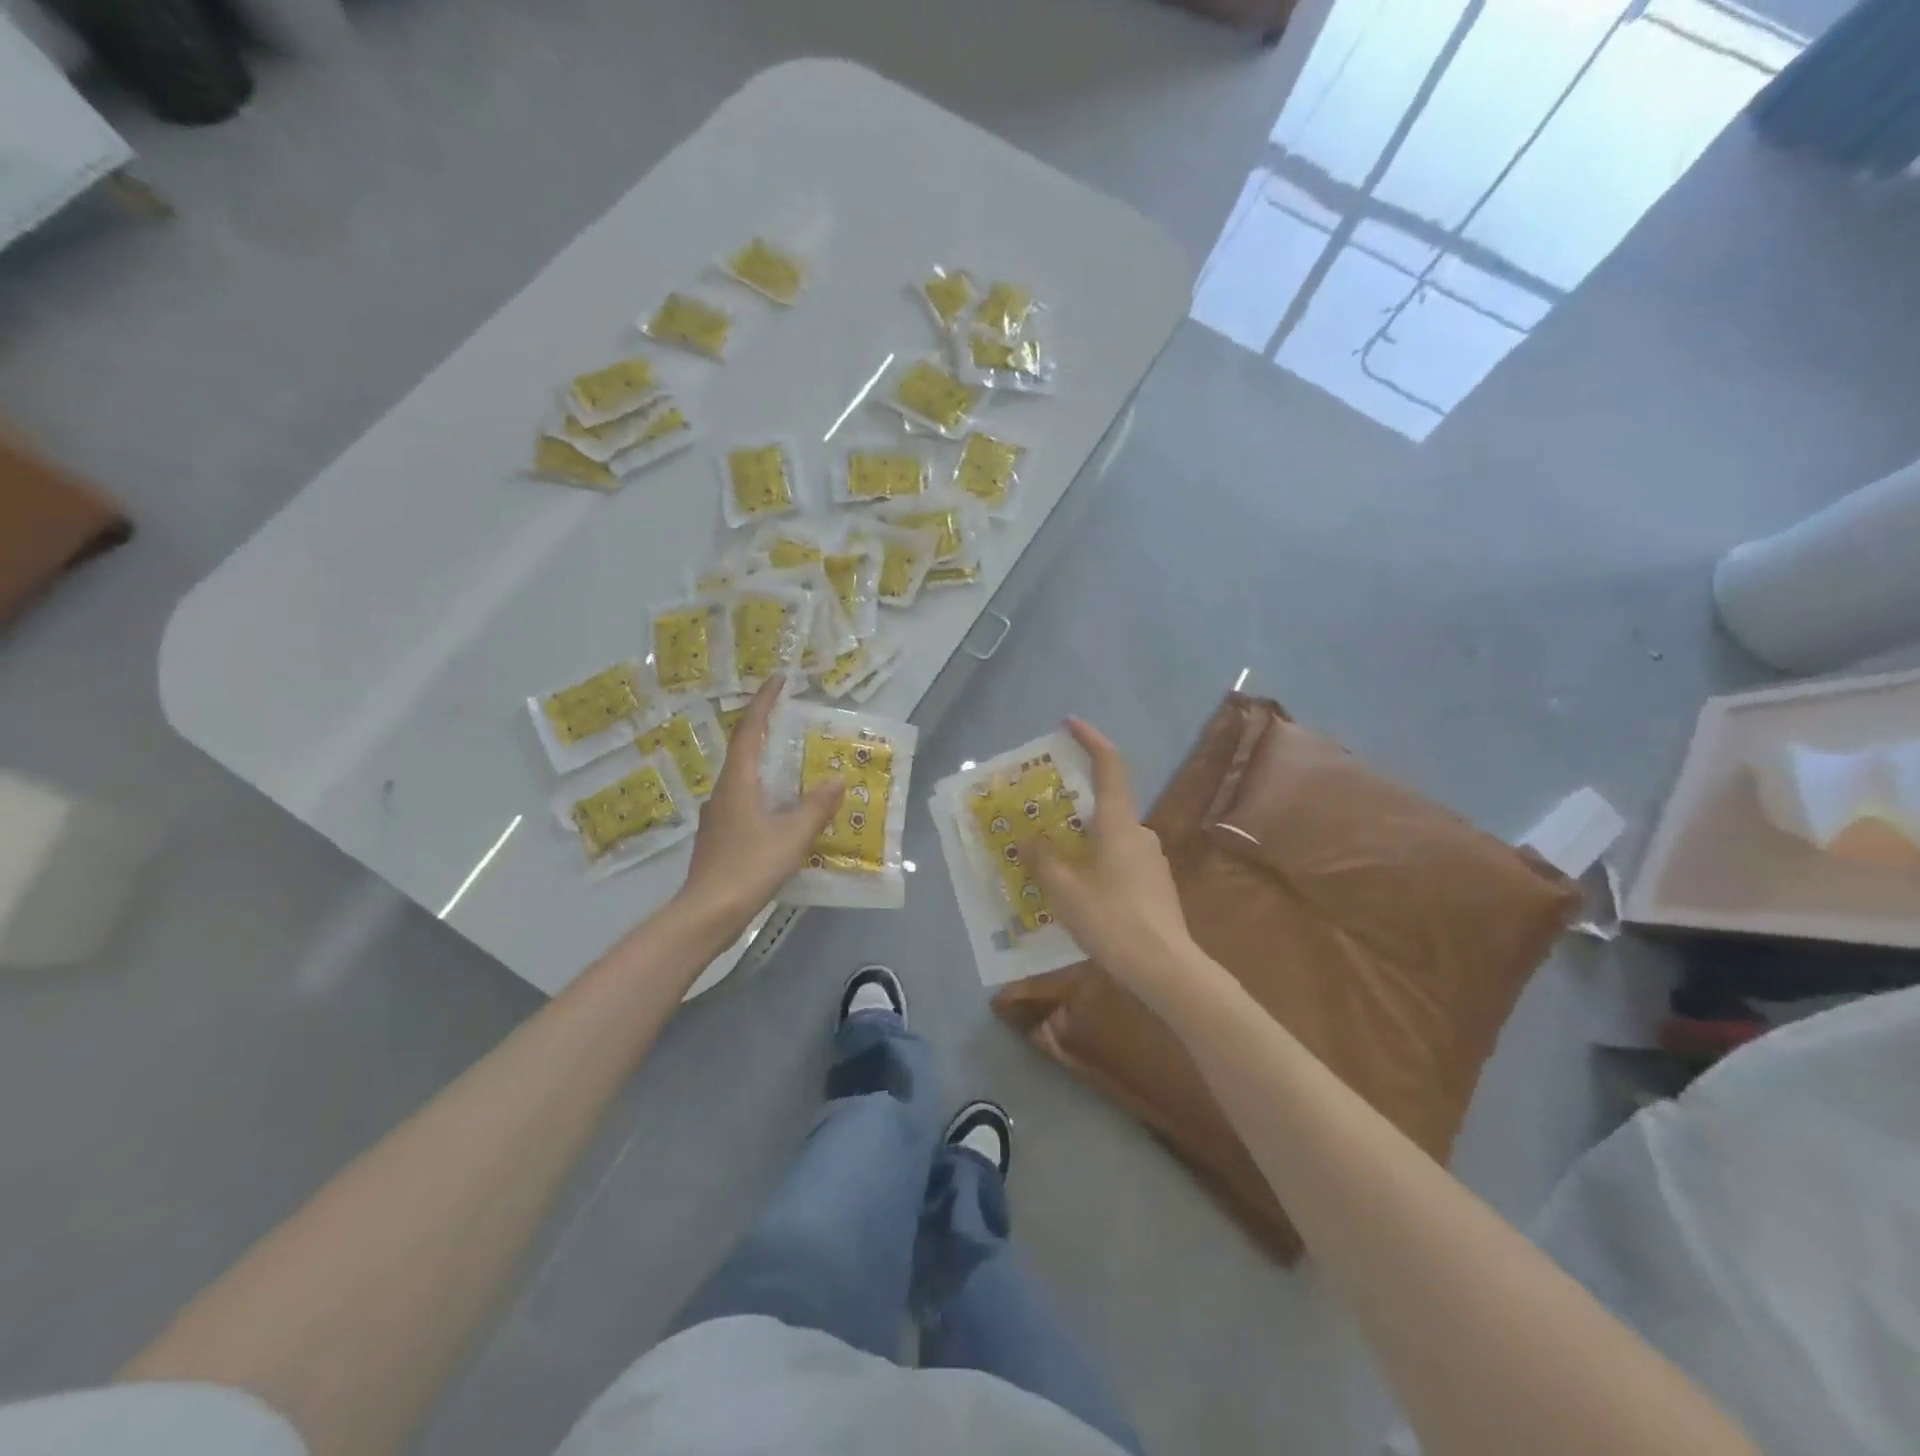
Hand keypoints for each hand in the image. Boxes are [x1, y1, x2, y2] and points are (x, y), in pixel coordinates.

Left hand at [678, 675, 841, 929]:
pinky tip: (785, 809)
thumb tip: (836, 778)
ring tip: (798, 763)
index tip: (779, 679)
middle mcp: (724, 791)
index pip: (750, 730)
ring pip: (746, 778)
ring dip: (769, 764)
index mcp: (738, 782)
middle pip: (745, 751)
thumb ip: (816, 806)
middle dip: (768, 731)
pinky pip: (747, 801)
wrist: (707, 913)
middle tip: (795, 720)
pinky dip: (767, 792)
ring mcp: (720, 815)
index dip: (764, 702)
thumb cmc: (749, 867)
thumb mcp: (791, 836)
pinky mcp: (722, 837)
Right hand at [1023, 719, 1200, 1012]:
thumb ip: (1043, 858)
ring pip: (1110, 835)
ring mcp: (1151, 858)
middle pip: (1104, 803)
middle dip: (1072, 804)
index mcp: (1118, 823)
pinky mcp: (1155, 882)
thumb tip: (1029, 839)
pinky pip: (1118, 858)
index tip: (1070, 723)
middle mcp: (1139, 832)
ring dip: (1082, 840)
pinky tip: (1079, 892)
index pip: (1109, 765)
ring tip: (1052, 863)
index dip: (1091, 739)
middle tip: (1041, 816)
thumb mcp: (1064, 890)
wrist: (1166, 967)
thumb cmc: (1112, 920)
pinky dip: (1096, 861)